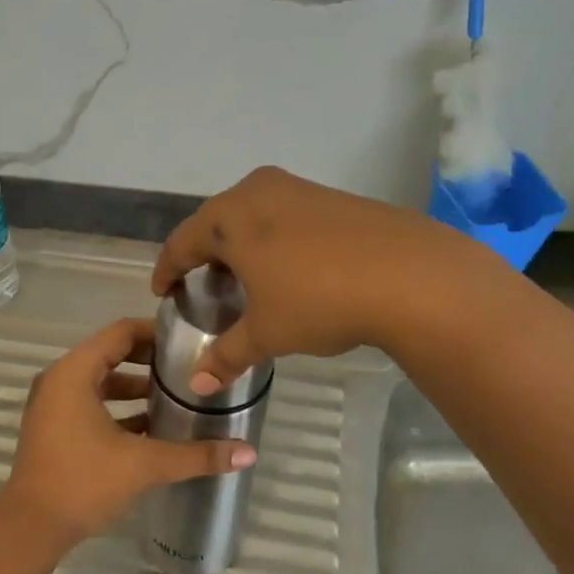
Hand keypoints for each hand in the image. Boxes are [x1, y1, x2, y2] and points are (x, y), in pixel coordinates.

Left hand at [0, 317, 257, 555]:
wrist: (31, 528)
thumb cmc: (83, 482)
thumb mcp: (144, 464)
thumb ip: (196, 455)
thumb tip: (248, 453)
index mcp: (74, 372)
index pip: (120, 333)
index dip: (155, 333)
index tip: (189, 341)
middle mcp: (59, 380)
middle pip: (110, 354)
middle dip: (148, 361)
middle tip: (187, 368)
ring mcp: (52, 404)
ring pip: (100, 382)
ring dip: (134, 387)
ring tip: (174, 398)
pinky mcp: (53, 427)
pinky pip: (89, 403)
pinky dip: (117, 408)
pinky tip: (150, 428)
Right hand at [151, 166, 463, 393]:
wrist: (412, 276)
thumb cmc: (320, 300)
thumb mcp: (268, 332)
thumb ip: (227, 355)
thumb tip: (197, 385)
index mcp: (230, 217)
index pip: (182, 242)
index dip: (168, 270)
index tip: (162, 290)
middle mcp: (258, 191)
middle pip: (215, 223)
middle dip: (205, 254)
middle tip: (204, 286)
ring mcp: (298, 189)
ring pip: (252, 215)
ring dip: (241, 244)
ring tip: (246, 278)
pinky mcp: (332, 196)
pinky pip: (284, 215)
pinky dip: (274, 238)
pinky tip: (289, 267)